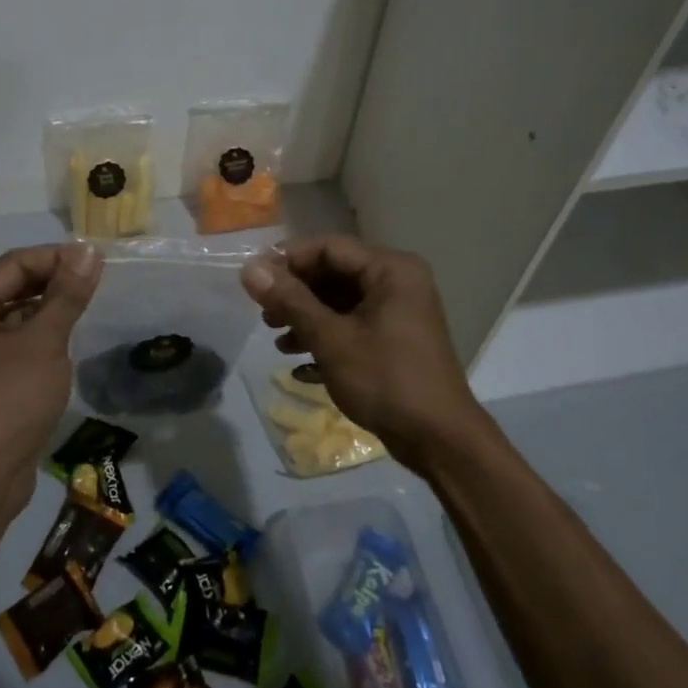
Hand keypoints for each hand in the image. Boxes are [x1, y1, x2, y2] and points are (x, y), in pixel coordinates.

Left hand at [0, 243, 102, 509]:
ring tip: (88, 311)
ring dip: (50, 311)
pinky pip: (16, 346)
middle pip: (12, 287)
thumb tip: (87, 252)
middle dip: (54, 282)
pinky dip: (41, 339)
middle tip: (98, 285)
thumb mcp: (43, 342)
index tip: (97, 262)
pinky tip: (68, 345)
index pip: (14, 263)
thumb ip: (66, 295)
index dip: (57, 257)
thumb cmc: (7, 400)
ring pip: (16, 318)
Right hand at [242, 235, 487, 474]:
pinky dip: (325, 338)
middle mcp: (397, 282)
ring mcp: (397, 313)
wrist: (439, 440)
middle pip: (334, 273)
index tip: (253, 280)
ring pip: (340, 302)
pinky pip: (352, 326)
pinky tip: (300, 365)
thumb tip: (249, 269)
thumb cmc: (385, 379)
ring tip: (277, 340)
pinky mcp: (393, 340)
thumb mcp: (331, 339)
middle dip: (295, 293)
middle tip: (264, 314)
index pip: (328, 247)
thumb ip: (290, 300)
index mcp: (390, 269)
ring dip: (306, 318)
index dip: (287, 259)